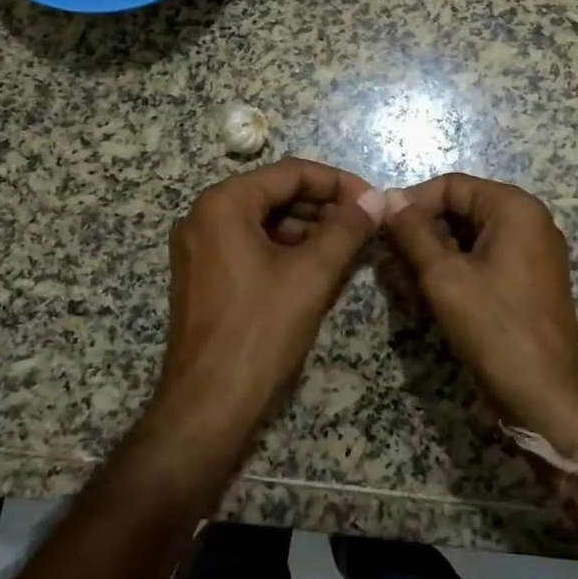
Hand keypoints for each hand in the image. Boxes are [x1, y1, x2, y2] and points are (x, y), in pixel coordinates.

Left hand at [152, 158, 385, 453]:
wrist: (207, 405)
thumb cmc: (260, 331)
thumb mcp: (311, 275)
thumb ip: (346, 229)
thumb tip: (377, 200)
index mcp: (224, 204)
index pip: (290, 173)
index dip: (338, 183)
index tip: (373, 201)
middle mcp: (204, 216)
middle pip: (276, 194)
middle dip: (324, 207)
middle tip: (366, 225)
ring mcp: (200, 248)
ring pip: (265, 222)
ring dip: (308, 230)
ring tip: (350, 247)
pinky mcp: (203, 276)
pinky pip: (251, 246)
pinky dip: (286, 251)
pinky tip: (319, 267)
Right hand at [383, 173, 577, 450]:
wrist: (547, 394)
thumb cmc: (494, 327)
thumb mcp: (443, 276)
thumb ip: (413, 232)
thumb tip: (388, 199)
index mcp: (514, 207)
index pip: (451, 185)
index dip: (412, 202)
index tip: (382, 229)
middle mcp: (530, 219)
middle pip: (463, 206)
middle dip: (425, 227)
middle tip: (393, 257)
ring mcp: (535, 250)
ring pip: (472, 233)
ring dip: (438, 249)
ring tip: (410, 276)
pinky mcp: (531, 278)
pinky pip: (487, 256)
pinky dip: (459, 266)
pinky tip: (437, 291)